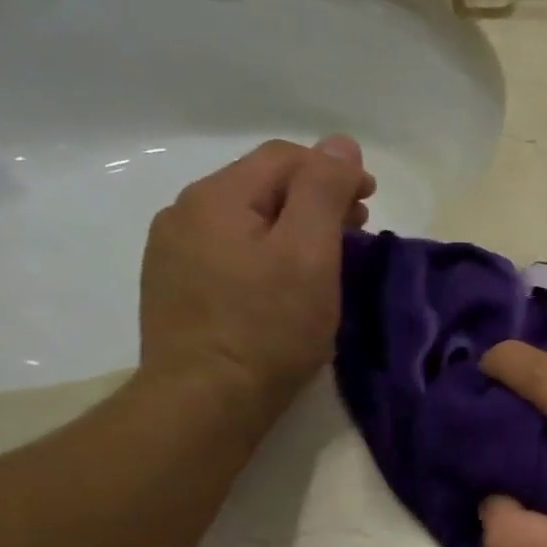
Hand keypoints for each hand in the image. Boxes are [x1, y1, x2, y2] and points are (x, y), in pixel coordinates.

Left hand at [138, 136, 372, 421]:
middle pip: (262, 186)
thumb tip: (340, 144)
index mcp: (217, 197)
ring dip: (293, 226)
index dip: (333, 170)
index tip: (371, 201)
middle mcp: (185, 213)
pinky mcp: (176, 288)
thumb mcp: (310, 254)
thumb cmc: (269, 327)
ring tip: (328, 258)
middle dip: (315, 197)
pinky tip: (285, 283)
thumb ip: (323, 192)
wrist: (205, 401)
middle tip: (358, 229)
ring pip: (246, 220)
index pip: (284, 158)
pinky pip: (231, 251)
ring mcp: (174, 253)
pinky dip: (268, 252)